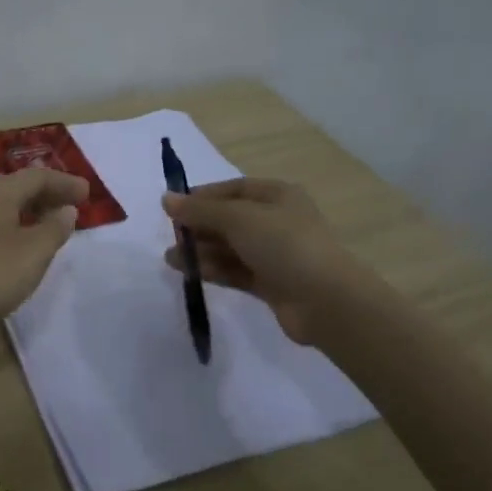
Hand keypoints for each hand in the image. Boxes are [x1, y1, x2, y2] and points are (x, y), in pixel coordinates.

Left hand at [0, 167, 88, 345]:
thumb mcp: (32, 253)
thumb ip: (54, 228)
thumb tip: (65, 210)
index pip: (38, 177)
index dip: (66, 183)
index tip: (89, 195)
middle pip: (19, 186)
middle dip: (48, 194)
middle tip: (73, 208)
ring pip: (4, 205)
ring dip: (31, 212)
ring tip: (53, 227)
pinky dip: (15, 227)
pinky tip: (22, 248)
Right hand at [162, 178, 358, 344]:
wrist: (326, 301)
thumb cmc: (284, 245)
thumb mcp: (238, 219)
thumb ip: (200, 210)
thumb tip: (166, 199)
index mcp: (277, 195)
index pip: (233, 190)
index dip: (202, 197)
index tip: (172, 208)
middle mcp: (277, 221)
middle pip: (229, 219)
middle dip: (198, 227)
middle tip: (170, 237)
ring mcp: (275, 254)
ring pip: (230, 247)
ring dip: (201, 251)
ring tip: (171, 259)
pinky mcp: (271, 283)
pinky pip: (236, 271)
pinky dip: (214, 270)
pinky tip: (190, 272)